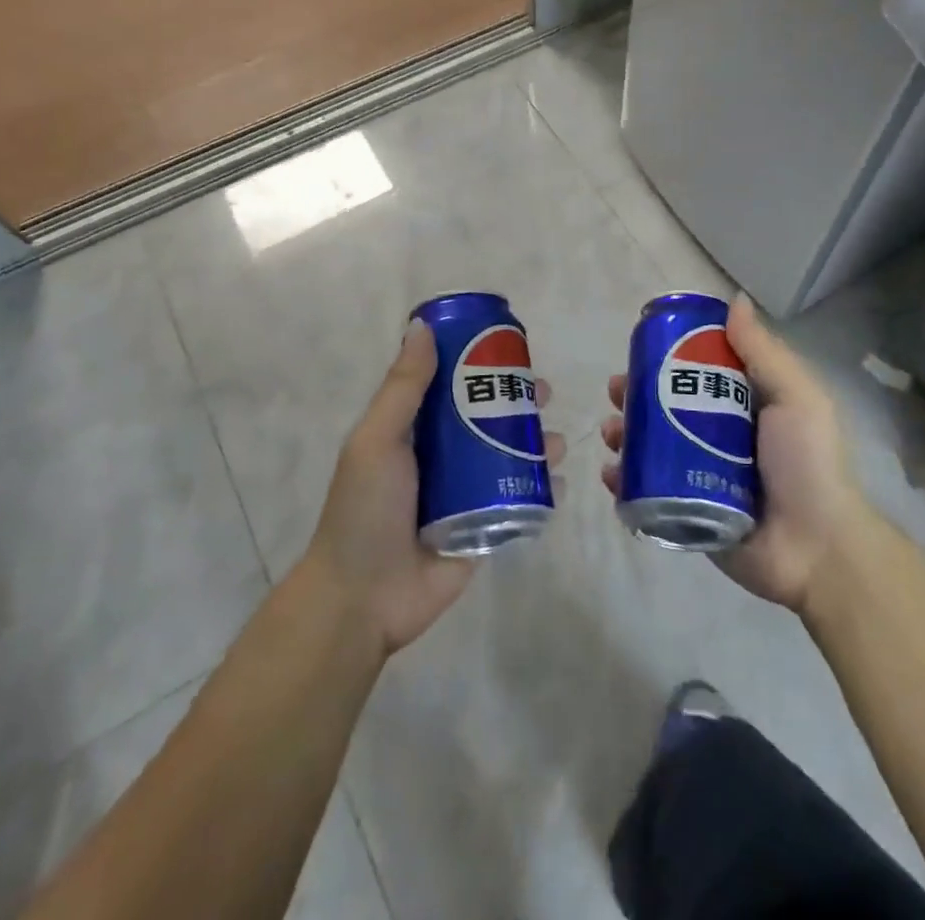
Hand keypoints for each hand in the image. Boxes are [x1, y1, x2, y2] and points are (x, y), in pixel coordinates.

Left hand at [305, 320, 562, 654]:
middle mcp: (442, 456)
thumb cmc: (366, 509)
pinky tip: (561, 480)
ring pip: (510, 456)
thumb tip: (422, 326)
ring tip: (558, 440)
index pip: (451, 385)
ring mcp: (466, 493)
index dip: (480, 363)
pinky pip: (520, 500)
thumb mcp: (378, 440)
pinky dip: (544, 488)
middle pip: (487, 417)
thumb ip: (403, 387)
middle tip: (545, 392)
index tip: (509, 348)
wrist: (364, 599)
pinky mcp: (485, 528)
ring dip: (538, 443)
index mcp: (413, 431)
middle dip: (518, 402)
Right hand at [600, 293, 874, 610]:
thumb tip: (736, 300)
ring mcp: (698, 476)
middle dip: (635, 396)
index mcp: (743, 407)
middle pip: (665, 408)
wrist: (817, 551)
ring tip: (613, 433)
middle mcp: (717, 437)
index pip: (696, 373)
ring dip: (624, 435)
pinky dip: (623, 481)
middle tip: (617, 392)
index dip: (666, 358)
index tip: (642, 348)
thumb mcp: (796, 398)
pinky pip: (645, 492)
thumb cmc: (808, 465)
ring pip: (650, 447)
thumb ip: (764, 352)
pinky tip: (612, 473)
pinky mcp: (685, 513)